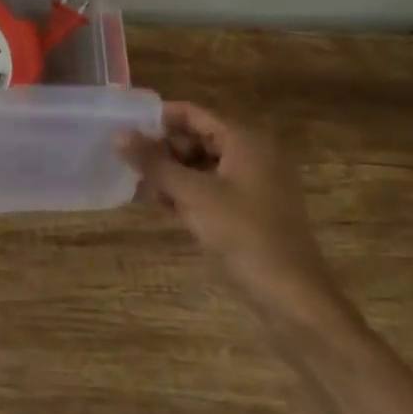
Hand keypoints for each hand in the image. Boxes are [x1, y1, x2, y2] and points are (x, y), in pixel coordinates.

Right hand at [119, 102, 346, 332]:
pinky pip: (214, 189)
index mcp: (245, 140)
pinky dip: (190, 194)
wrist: (293, 299)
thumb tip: (119, 134)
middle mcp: (253, 155)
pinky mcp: (253, 212)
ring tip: (146, 190)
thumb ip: (154, 163)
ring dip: (174, 174)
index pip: (193, 114)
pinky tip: (167, 208)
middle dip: (164, 150)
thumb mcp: (192, 195)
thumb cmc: (244, 235)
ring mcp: (255, 185)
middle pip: (198, 138)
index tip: (126, 127)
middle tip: (132, 164)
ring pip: (203, 166)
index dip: (159, 118)